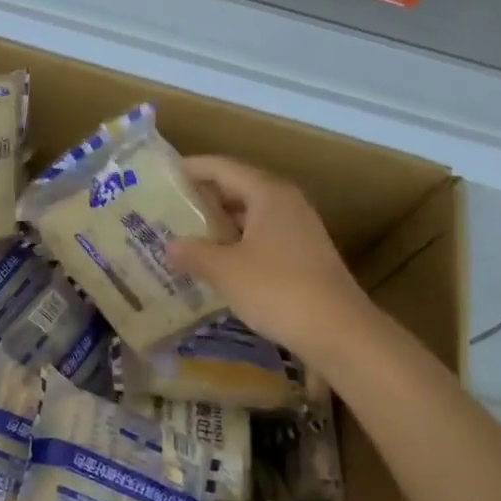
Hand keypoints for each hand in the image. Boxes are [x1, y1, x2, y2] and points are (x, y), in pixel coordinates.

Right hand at [166, 156, 373, 363]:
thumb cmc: (277, 289)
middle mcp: (286, 203)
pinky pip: (261, 238)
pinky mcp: (304, 256)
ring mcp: (299, 230)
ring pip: (250, 216)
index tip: (162, 176)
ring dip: (219, 224)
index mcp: (268, 193)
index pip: (222, 168)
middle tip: (166, 208)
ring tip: (185, 235)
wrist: (339, 332)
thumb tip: (171, 246)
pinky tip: (217, 263)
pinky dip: (237, 244)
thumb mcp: (226, 270)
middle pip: (238, 188)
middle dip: (203, 198)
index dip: (191, 169)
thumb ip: (194, 253)